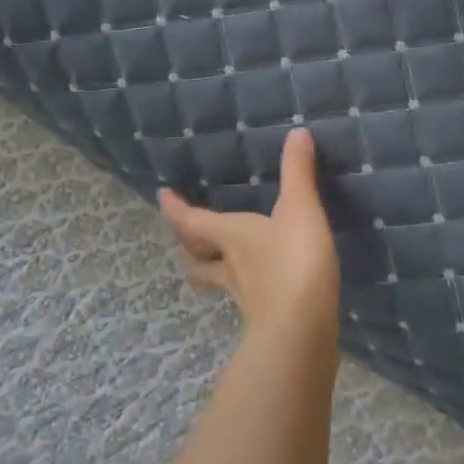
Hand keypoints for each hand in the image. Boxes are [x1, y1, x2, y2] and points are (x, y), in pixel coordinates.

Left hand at [159, 128, 340, 347]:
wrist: (302, 332)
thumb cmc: (294, 262)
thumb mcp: (300, 209)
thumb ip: (298, 171)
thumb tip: (297, 131)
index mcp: (231, 235)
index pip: (192, 221)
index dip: (175, 208)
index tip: (161, 194)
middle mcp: (230, 266)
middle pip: (197, 257)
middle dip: (188, 245)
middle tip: (183, 235)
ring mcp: (245, 296)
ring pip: (217, 280)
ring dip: (209, 270)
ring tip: (212, 262)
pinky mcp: (265, 317)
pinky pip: (246, 297)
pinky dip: (245, 287)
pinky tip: (259, 286)